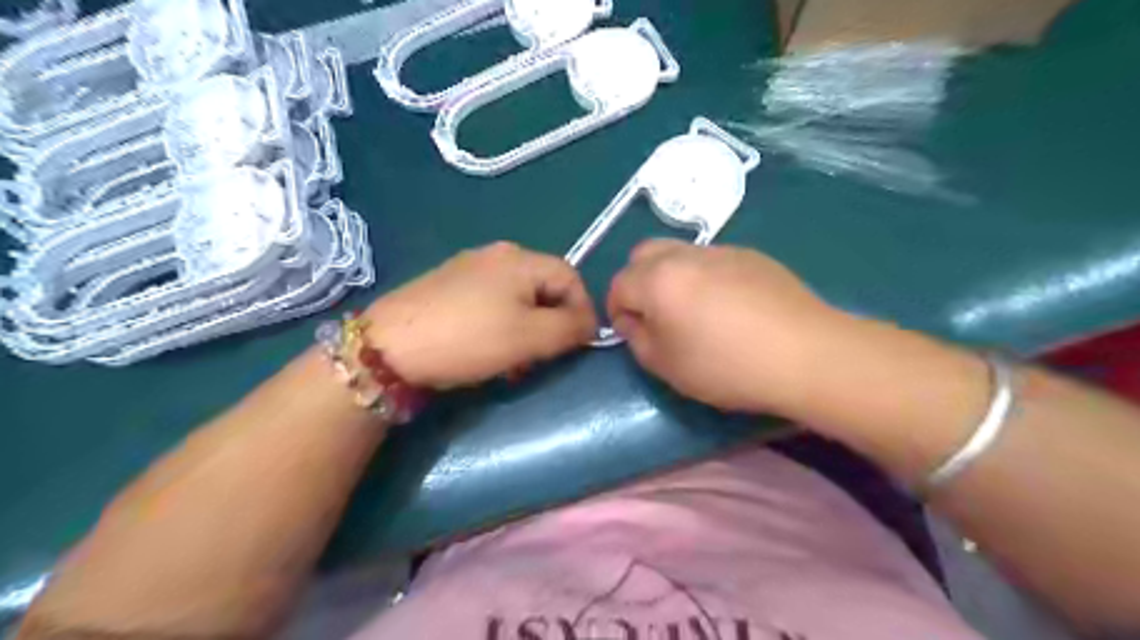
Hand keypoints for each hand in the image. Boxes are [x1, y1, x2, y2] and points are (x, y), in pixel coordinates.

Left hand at [365, 239, 600, 388]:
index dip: (583, 310)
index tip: (579, 345)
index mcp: (520, 259)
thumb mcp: (530, 337)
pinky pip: (490, 304)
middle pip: (543, 288)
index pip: (570, 277)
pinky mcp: (446, 287)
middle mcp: (496, 255)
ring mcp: (467, 269)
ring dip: (527, 329)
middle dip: (552, 324)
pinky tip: (487, 351)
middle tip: (544, 357)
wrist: (389, 346)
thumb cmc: (469, 338)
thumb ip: (569, 329)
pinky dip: (501, 327)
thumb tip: (589, 325)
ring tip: (515, 362)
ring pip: (517, 299)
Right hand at [609, 241, 848, 415]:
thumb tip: (633, 320)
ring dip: (671, 276)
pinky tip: (729, 307)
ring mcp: (721, 250)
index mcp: (658, 279)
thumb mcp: (667, 366)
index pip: (619, 284)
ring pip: (678, 253)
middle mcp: (685, 255)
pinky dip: (704, 276)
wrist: (805, 354)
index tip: (630, 332)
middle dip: (638, 281)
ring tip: (693, 311)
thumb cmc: (727, 366)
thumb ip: (637, 339)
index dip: (616, 309)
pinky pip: (712, 259)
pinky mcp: (752, 255)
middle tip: (655, 314)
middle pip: (643, 254)